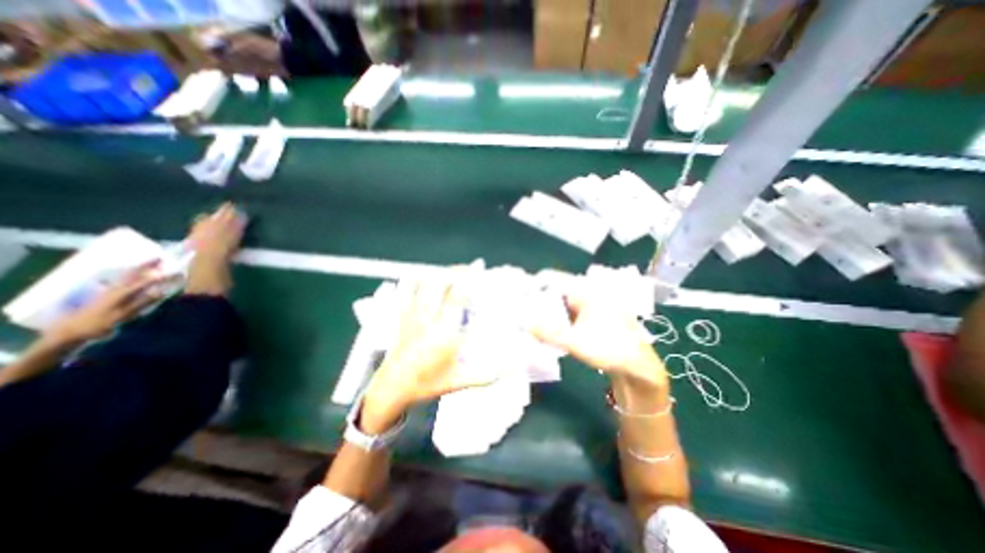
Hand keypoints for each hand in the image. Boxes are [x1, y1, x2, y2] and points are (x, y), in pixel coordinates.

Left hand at [43, 261, 170, 345]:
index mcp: (123, 292)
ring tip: (150, 263)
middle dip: (147, 265)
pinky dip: (130, 274)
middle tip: (160, 258)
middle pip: (134, 273)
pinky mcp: (107, 293)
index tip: (177, 271)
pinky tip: (133, 275)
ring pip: (127, 275)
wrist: (71, 330)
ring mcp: (110, 290)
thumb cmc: (99, 323)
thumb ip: (142, 303)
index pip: (146, 280)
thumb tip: (161, 292)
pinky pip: (122, 280)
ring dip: (139, 268)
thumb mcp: (123, 315)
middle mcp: (117, 288)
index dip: (162, 275)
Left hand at [361, 274, 492, 432]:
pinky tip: (424, 275)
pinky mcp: (401, 315)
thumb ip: (482, 377)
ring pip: (421, 283)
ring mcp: (412, 315)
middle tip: (467, 269)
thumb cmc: (426, 383)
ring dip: (436, 272)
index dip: (469, 278)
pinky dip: (414, 278)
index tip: (478, 266)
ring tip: (449, 271)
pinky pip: (404, 290)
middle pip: (439, 283)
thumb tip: (502, 372)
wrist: (393, 387)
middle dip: (455, 271)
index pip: (457, 298)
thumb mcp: (457, 382)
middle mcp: (427, 320)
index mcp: (444, 335)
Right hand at [532, 276, 668, 387]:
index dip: (534, 283)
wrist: (639, 366)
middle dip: (537, 300)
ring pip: (561, 301)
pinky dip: (557, 318)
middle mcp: (587, 291)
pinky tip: (548, 329)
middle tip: (520, 311)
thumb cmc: (610, 349)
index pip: (552, 278)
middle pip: (555, 290)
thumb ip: (547, 333)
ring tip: (529, 320)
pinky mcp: (592, 314)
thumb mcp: (575, 342)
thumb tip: (521, 322)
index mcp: (585, 290)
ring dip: (546, 310)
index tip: (517, 295)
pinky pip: (568, 311)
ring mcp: (591, 303)